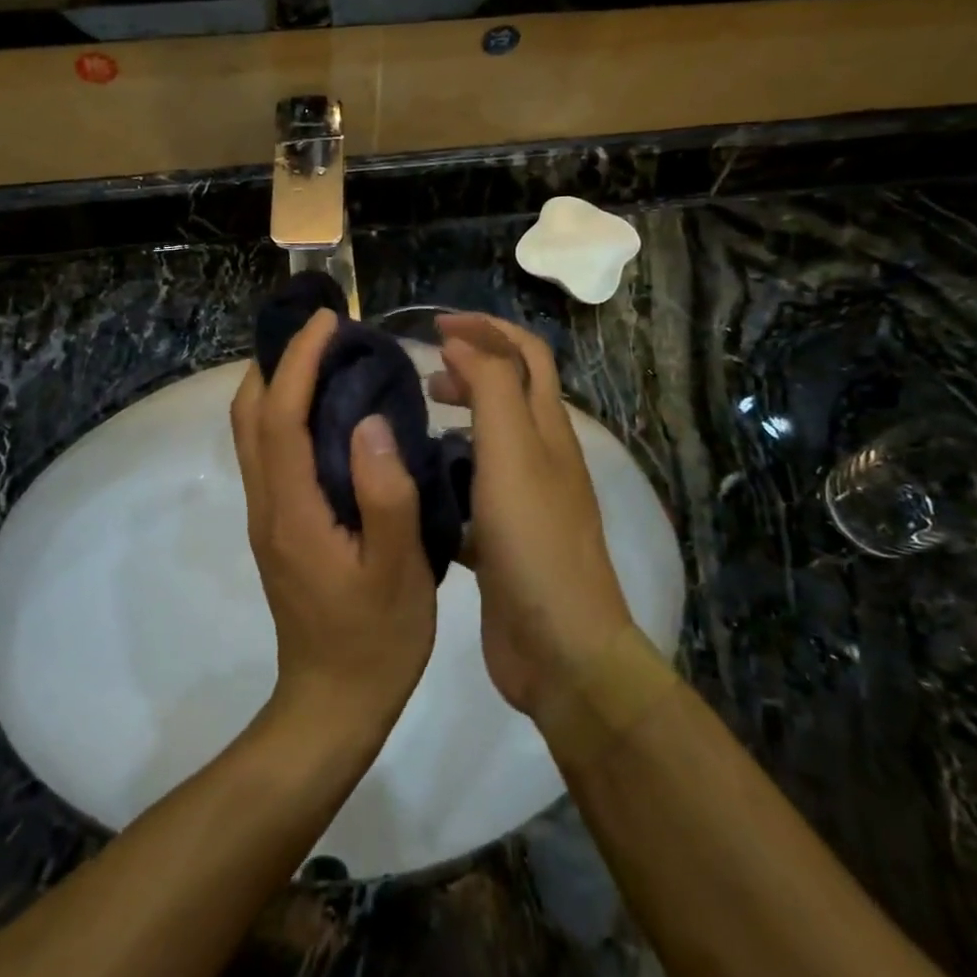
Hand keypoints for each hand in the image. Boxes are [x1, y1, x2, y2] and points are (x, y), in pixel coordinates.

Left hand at [232, 309, 436, 747]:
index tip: (329, 320)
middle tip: (326, 332)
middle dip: (278, 360)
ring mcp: (266, 515)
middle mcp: (266, 503)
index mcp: (292, 508)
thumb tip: (370, 418)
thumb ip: (385, 493)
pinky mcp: (277, 525)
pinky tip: (327, 412)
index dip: (300, 360)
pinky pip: (268, 451)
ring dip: (278, 384)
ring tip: (326, 359)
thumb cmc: (375, 638)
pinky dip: (285, 412)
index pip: (280, 414)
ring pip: (252, 431)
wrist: (332, 704)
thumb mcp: (398, 569)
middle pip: (249, 414)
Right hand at [428, 314, 634, 718]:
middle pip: (510, 391)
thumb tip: (463, 344)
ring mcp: (523, 499)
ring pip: (489, 440)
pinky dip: (448, 472)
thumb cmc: (534, 540)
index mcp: (548, 429)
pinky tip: (417, 483)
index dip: (486, 329)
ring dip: (458, 418)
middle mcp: (541, 456)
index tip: (435, 327)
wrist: (559, 648)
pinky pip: (472, 489)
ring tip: (418, 420)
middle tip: (424, 374)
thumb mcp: (513, 451)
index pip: (525, 354)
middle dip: (471, 367)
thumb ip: (490, 388)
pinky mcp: (501, 537)